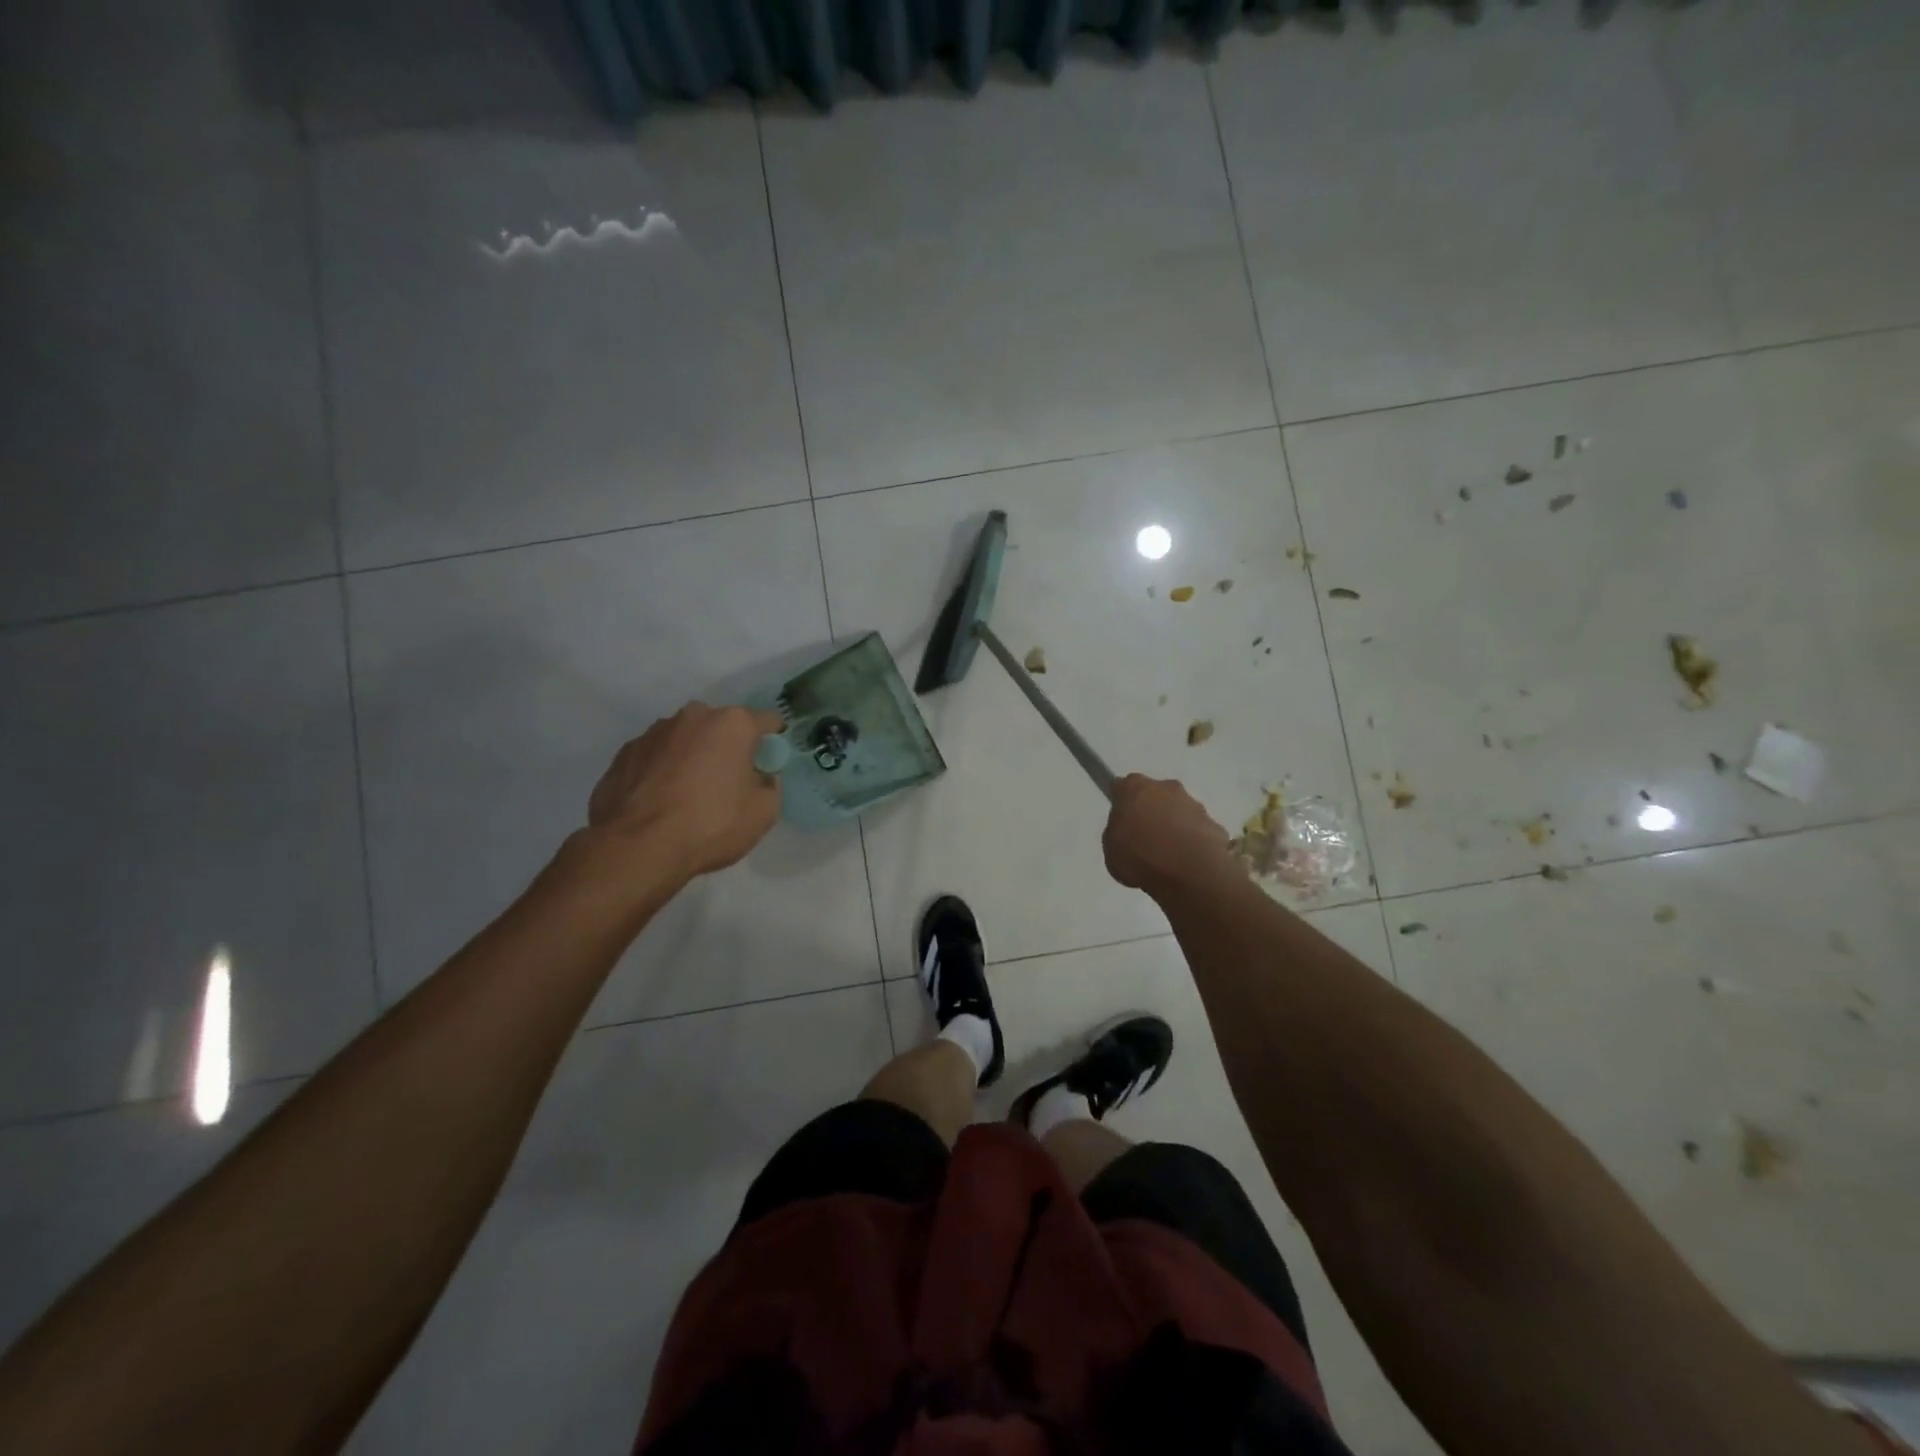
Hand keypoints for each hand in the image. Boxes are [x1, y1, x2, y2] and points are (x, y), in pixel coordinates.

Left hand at [587, 703, 784, 878]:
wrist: (638, 848)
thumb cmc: (711, 825)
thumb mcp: (764, 813)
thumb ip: (769, 785)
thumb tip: (760, 777)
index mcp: (732, 724)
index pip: (766, 721)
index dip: (773, 742)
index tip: (769, 764)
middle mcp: (693, 716)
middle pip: (721, 727)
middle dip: (728, 747)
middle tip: (728, 782)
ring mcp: (653, 732)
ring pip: (685, 739)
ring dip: (692, 757)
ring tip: (688, 794)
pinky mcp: (624, 753)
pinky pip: (655, 757)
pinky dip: (662, 771)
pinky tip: (660, 801)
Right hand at [1102, 774, 1238, 896]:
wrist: (1189, 871)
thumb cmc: (1140, 856)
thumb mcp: (1111, 849)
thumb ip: (1117, 834)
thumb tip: (1128, 833)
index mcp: (1134, 788)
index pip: (1123, 787)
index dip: (1121, 804)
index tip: (1121, 823)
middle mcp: (1165, 787)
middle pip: (1154, 795)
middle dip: (1150, 812)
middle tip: (1144, 840)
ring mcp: (1193, 804)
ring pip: (1178, 812)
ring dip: (1173, 827)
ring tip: (1168, 858)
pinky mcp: (1214, 824)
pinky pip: (1197, 832)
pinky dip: (1192, 843)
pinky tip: (1187, 864)